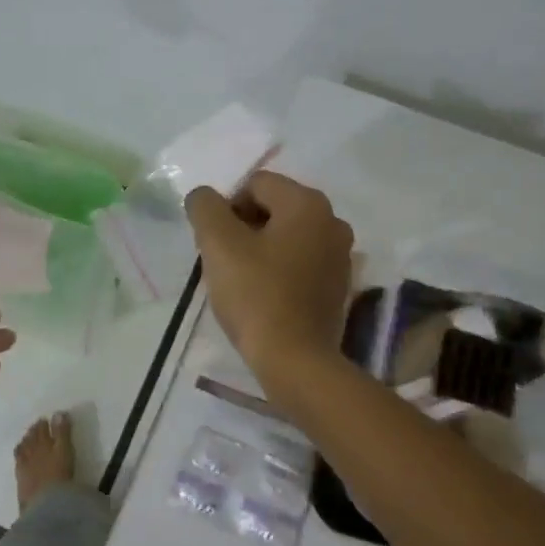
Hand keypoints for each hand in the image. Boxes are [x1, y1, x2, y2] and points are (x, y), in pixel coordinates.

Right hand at [185, 171, 353, 381]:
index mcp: (308, 203)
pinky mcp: (338, 285)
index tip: (215, 244)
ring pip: (286, 236)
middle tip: (224, 262)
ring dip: (260, 249)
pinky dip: (279, 270)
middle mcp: (332, 221)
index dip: (226, 209)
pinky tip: (264, 296)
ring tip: (242, 281)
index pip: (255, 184)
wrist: (295, 361)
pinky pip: (300, 262)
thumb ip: (205, 207)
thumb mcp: (218, 244)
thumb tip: (204, 197)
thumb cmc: (256, 295)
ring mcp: (341, 255)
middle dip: (243, 228)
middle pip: (273, 208)